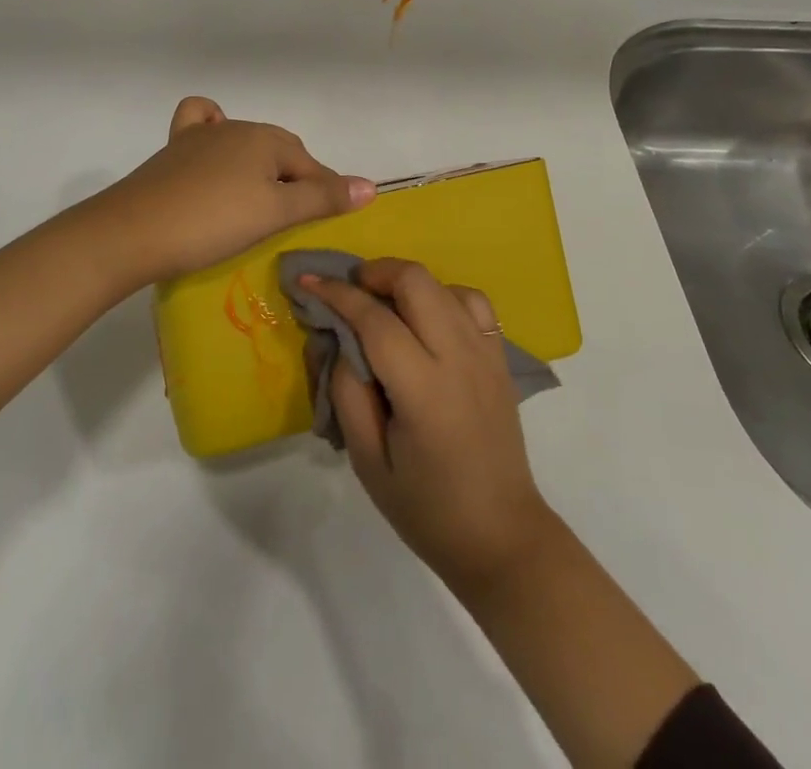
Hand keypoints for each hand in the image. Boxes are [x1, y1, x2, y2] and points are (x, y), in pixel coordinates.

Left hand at [78, 97, 374, 289]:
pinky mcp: (173, 150)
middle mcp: (236, 128)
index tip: (330, 222)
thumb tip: (370, 186)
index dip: (325, 193)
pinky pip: (201, 127)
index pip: (310, 166)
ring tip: (261, 200)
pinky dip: (215, 134)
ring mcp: (200, 136)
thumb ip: (322, 198)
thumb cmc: (212, 223)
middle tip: (296, 220)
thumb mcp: (274, 214)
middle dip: (295, 180)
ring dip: (261, 167)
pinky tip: (215, 155)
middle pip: (280, 153)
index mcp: (265, 139)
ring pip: (245, 144)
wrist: (133, 231)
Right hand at [300, 259, 555, 591]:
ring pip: (444, 284)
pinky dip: (443, 295)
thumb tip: (341, 341)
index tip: (308, 281)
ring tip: (384, 304)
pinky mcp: (500, 358)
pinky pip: (472, 303)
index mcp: (423, 389)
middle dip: (375, 273)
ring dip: (407, 283)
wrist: (502, 538)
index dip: (337, 294)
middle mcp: (459, 358)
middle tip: (349, 291)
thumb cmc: (427, 508)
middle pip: (415, 281)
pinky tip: (426, 319)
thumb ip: (348, 393)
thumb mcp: (368, 462)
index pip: (375, 319)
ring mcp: (486, 354)